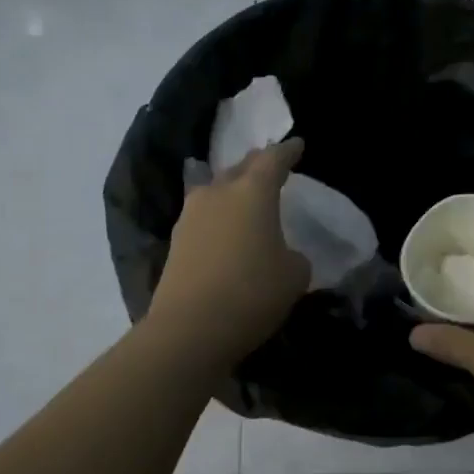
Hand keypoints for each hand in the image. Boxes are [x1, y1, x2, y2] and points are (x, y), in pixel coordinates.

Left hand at [147, 139, 311, 363]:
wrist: (189, 329)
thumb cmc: (252, 293)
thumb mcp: (294, 275)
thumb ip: (293, 256)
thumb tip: (281, 254)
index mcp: (252, 192)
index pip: (273, 160)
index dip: (288, 152)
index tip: (297, 145)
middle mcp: (218, 193)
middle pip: (240, 169)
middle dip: (257, 166)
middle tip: (271, 167)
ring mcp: (191, 216)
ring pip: (216, 191)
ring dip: (233, 191)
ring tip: (246, 198)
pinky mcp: (176, 241)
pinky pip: (203, 217)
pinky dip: (218, 218)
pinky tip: (226, 231)